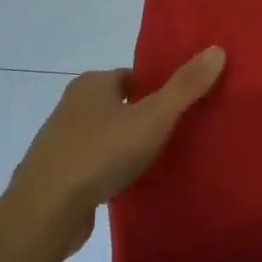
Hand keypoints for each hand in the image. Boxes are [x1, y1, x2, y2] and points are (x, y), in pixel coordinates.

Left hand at [7, 46, 225, 253]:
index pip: (132, 76)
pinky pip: (92, 164)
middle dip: (143, 116)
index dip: (157, 88)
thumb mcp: (153, 117)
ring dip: (125, 145)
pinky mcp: (55, 175)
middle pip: (118, 105)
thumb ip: (185, 87)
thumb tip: (217, 50)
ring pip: (104, 135)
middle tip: (176, 133)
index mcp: (92, 84)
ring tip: (157, 161)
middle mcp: (71, 105)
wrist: (44, 211)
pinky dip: (109, 170)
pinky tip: (128, 185)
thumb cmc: (101, 153)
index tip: (182, 105)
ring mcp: (60, 141)